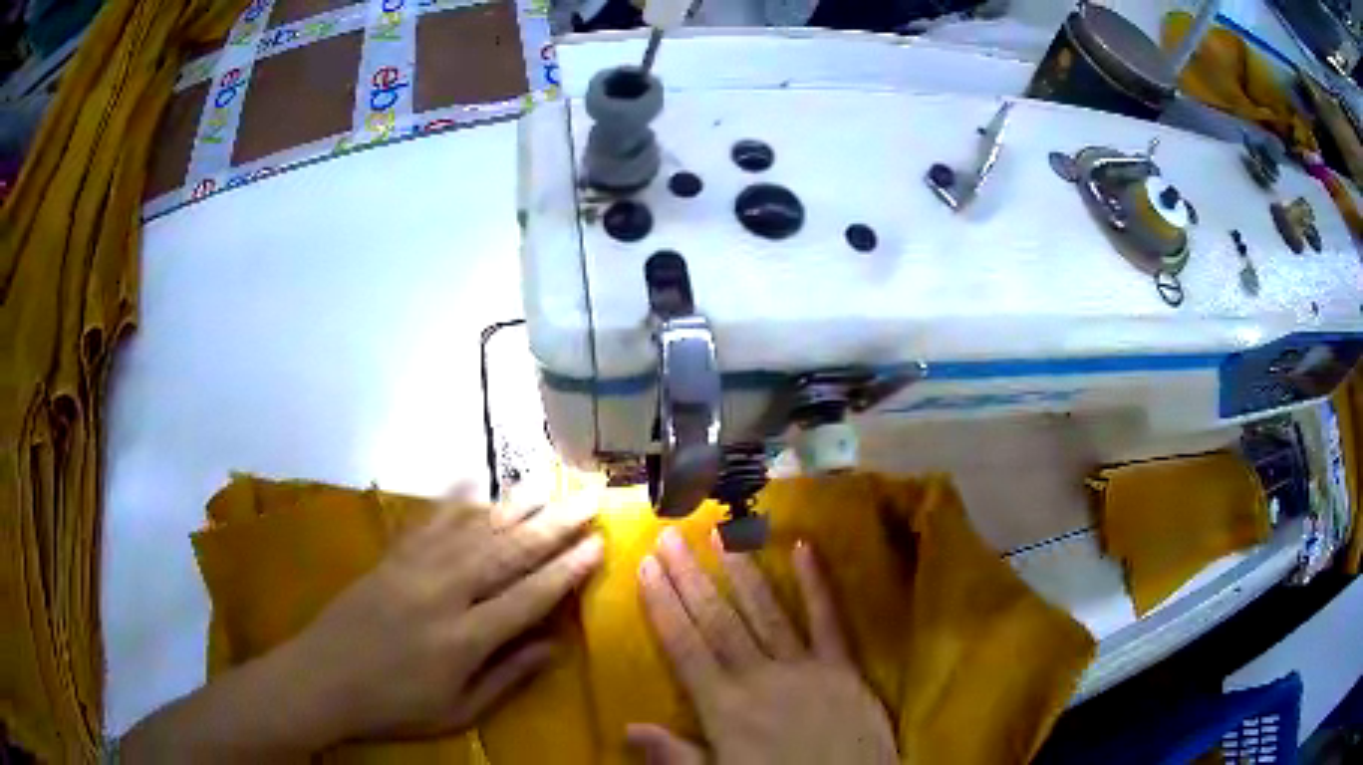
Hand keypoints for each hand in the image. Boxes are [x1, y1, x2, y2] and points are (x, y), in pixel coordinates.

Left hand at [286, 490, 603, 741]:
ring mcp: (414, 568)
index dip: (567, 570)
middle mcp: (444, 593)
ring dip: (514, 504)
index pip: (528, 596)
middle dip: (555, 524)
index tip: (598, 544)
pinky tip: (472, 478)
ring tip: (548, 483)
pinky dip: (453, 499)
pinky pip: (428, 521)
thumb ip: (508, 677)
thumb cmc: (394, 706)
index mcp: (464, 639)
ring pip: (473, 529)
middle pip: (508, 552)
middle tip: (590, 498)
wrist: (322, 679)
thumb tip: (554, 645)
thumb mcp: (458, 712)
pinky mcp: (391, 557)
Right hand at [628, 529, 896, 764]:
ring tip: (721, 532)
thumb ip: (675, 756)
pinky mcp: (843, 668)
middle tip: (671, 536)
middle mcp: (760, 677)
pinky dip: (817, 584)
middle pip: (718, 620)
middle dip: (690, 577)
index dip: (663, 605)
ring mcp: (805, 668)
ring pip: (765, 612)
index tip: (645, 567)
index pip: (684, 646)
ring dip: (741, 571)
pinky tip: (804, 548)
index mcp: (724, 708)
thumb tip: (628, 727)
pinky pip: (829, 620)